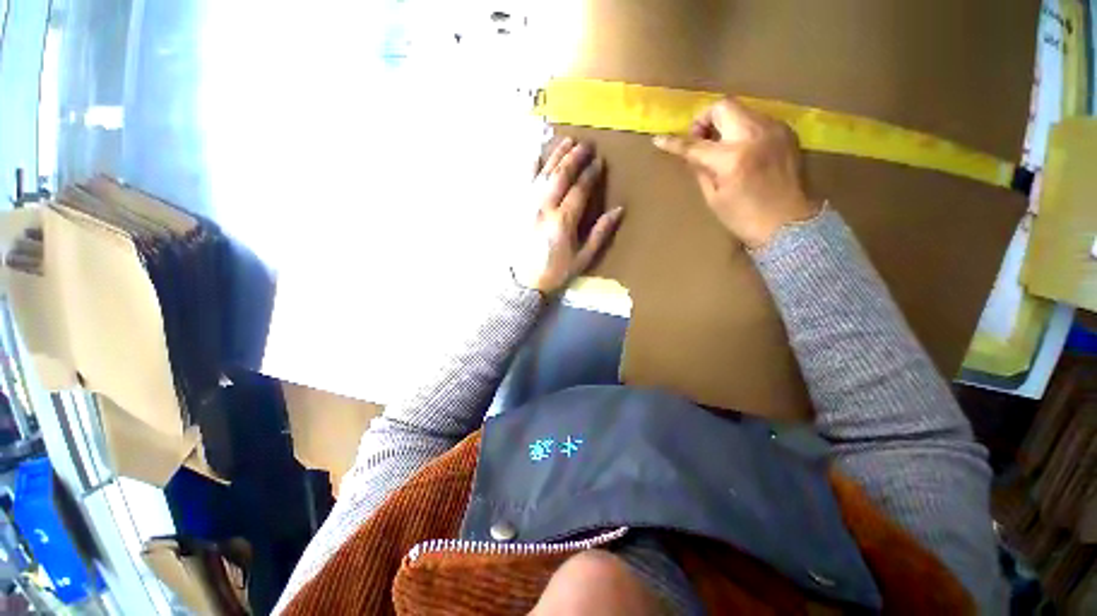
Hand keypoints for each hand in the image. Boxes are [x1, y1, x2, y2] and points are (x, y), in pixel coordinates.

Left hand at [512, 138, 623, 293]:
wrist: (524, 281)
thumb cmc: (556, 271)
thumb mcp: (583, 258)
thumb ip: (600, 234)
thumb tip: (618, 210)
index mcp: (563, 221)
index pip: (579, 189)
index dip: (590, 174)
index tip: (599, 162)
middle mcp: (544, 208)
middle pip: (561, 175)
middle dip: (575, 157)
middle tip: (586, 144)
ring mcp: (527, 205)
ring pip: (543, 173)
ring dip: (556, 155)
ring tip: (567, 141)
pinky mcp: (517, 207)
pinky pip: (524, 181)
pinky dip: (531, 165)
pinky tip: (537, 154)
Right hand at [653, 98, 819, 247]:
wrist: (790, 223)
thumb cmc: (745, 218)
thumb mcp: (714, 199)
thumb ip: (701, 171)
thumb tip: (691, 155)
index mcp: (732, 158)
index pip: (695, 145)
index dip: (674, 143)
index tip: (658, 140)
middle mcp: (754, 135)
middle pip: (723, 107)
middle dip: (705, 120)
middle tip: (700, 140)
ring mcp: (774, 129)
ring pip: (741, 110)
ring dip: (725, 124)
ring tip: (721, 146)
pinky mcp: (786, 132)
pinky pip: (757, 119)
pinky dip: (743, 129)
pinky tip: (742, 149)